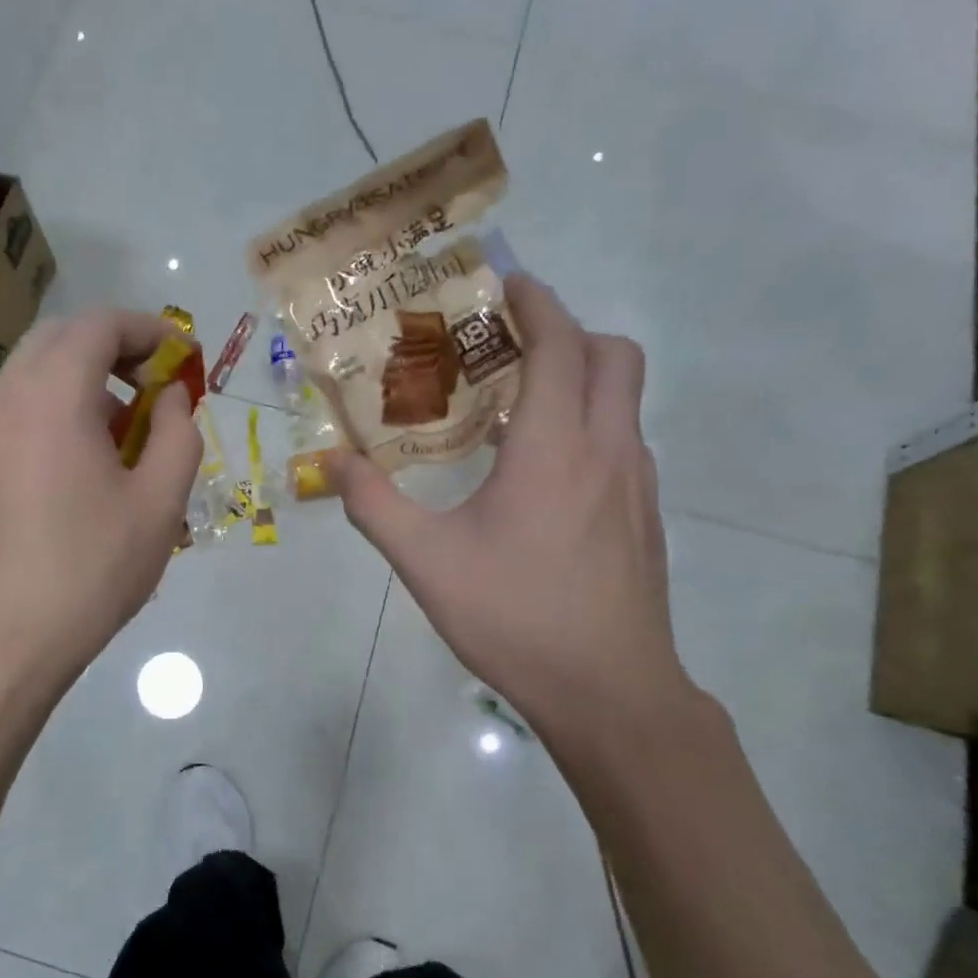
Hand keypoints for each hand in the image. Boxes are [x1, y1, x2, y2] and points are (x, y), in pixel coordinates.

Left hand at [0, 310, 200, 700]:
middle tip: (159, 383)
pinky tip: (90, 458)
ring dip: (88, 378)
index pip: (99, 325)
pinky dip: (62, 406)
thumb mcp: (160, 503)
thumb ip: (177, 435)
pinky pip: (22, 407)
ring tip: (130, 425)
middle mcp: (6, 397)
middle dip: (117, 347)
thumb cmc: (90, 570)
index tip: (184, 356)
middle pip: (63, 338)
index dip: (149, 329)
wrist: (0, 643)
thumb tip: (170, 397)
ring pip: (38, 372)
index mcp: (52, 396)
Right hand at [329, 276, 693, 749]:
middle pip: (614, 355)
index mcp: (555, 447)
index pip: (560, 344)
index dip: (537, 303)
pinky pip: (624, 443)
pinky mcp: (647, 516)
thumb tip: (330, 463)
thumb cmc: (516, 619)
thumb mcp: (427, 563)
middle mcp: (608, 449)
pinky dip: (591, 425)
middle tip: (511, 346)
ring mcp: (638, 484)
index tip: (507, 284)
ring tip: (518, 408)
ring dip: (582, 379)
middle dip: (569, 331)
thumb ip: (374, 506)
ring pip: (625, 399)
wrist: (610, 693)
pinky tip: (545, 475)